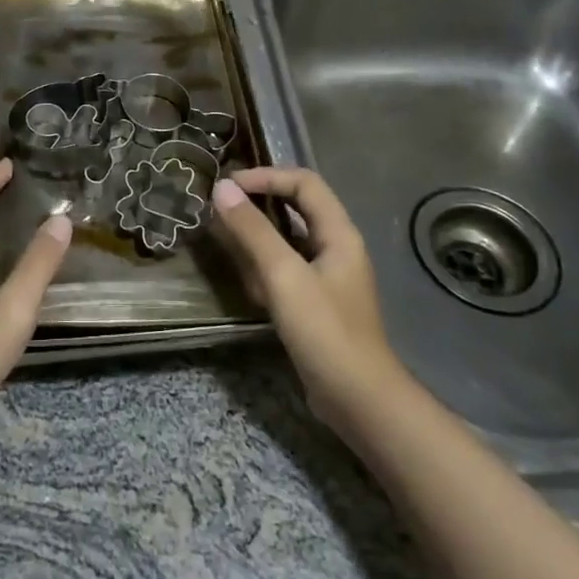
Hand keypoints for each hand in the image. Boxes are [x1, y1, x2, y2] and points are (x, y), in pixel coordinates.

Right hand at [211, 168, 401, 431]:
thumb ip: (253, 230)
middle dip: (257, 204)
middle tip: (219, 208)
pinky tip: (245, 281)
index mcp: (338, 233)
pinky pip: (285, 270)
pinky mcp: (316, 303)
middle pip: (295, 208)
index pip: (303, 182)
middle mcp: (336, 248)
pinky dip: (263, 267)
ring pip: (287, 240)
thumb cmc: (325, 331)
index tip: (228, 187)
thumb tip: (222, 188)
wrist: (359, 401)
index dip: (265, 176)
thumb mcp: (283, 275)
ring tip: (223, 240)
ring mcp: (327, 277)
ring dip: (256, 236)